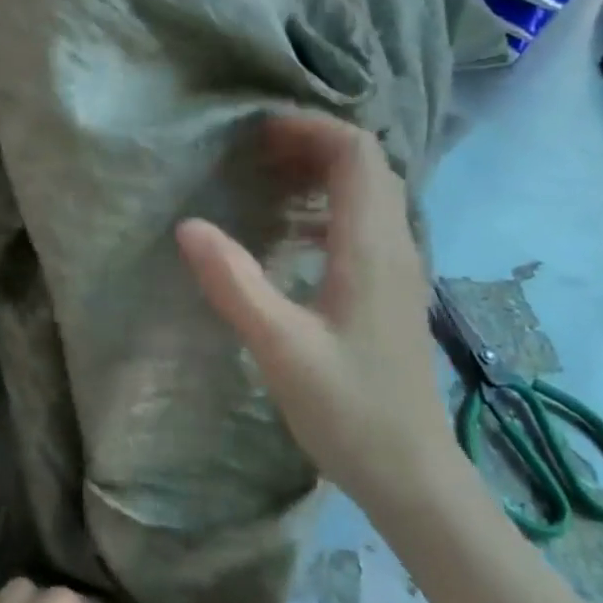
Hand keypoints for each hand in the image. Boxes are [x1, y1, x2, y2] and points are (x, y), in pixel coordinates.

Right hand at [176, 114, 458, 509]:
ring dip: (322, 174)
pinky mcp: (392, 291)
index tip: (258, 133)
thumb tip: (189, 226)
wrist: (413, 474)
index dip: (311, 128)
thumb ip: (235, 284)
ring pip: (370, 193)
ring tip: (267, 181)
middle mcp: (396, 246)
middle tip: (255, 153)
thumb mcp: (280, 348)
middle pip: (367, 165)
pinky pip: (366, 224)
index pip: (357, 154)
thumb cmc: (349, 411)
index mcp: (372, 248)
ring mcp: (400, 269)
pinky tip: (291, 235)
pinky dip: (329, 208)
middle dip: (313, 144)